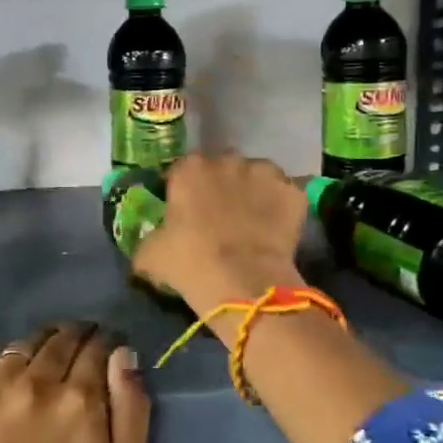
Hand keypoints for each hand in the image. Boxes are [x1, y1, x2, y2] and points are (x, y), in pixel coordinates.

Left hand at [0, 323, 149, 442]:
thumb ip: (132, 407)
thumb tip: (123, 354)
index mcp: (79, 399)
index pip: (98, 345)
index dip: (107, 344)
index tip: (108, 351)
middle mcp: (34, 383)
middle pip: (61, 337)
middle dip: (77, 338)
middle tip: (80, 352)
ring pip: (24, 344)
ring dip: (41, 348)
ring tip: (45, 364)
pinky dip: (3, 368)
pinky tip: (10, 386)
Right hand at [132, 154, 307, 317]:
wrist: (244, 282)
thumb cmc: (190, 263)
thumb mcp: (150, 255)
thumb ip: (149, 239)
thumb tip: (149, 244)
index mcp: (189, 169)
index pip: (182, 170)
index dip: (184, 190)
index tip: (185, 211)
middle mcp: (227, 160)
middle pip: (222, 168)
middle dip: (221, 186)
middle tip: (220, 218)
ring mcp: (265, 172)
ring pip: (257, 176)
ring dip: (253, 192)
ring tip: (252, 223)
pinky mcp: (294, 191)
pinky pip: (285, 196)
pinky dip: (281, 208)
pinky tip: (276, 231)